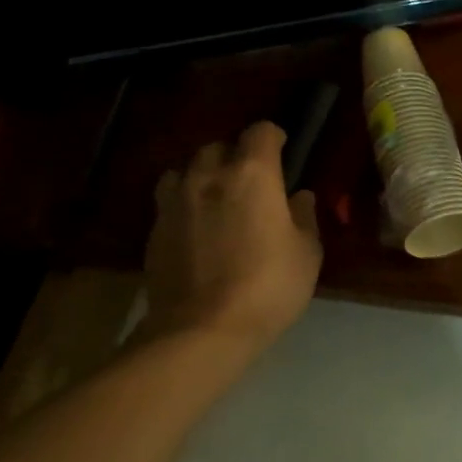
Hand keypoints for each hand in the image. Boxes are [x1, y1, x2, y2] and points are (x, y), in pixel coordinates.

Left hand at [142, 122, 322, 348]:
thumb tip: (300, 196)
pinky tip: (196, 229)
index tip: (282, 150)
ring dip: (204, 176)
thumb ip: (304, 217)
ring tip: (217, 200)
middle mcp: (209, 176)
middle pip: (219, 146)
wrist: (202, 329)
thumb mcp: (307, 253)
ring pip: (186, 170)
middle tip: (251, 181)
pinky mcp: (154, 228)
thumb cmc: (269, 286)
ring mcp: (175, 201)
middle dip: (236, 156)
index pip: (261, 132)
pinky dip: (184, 204)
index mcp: (253, 175)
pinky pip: (169, 200)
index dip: (273, 137)